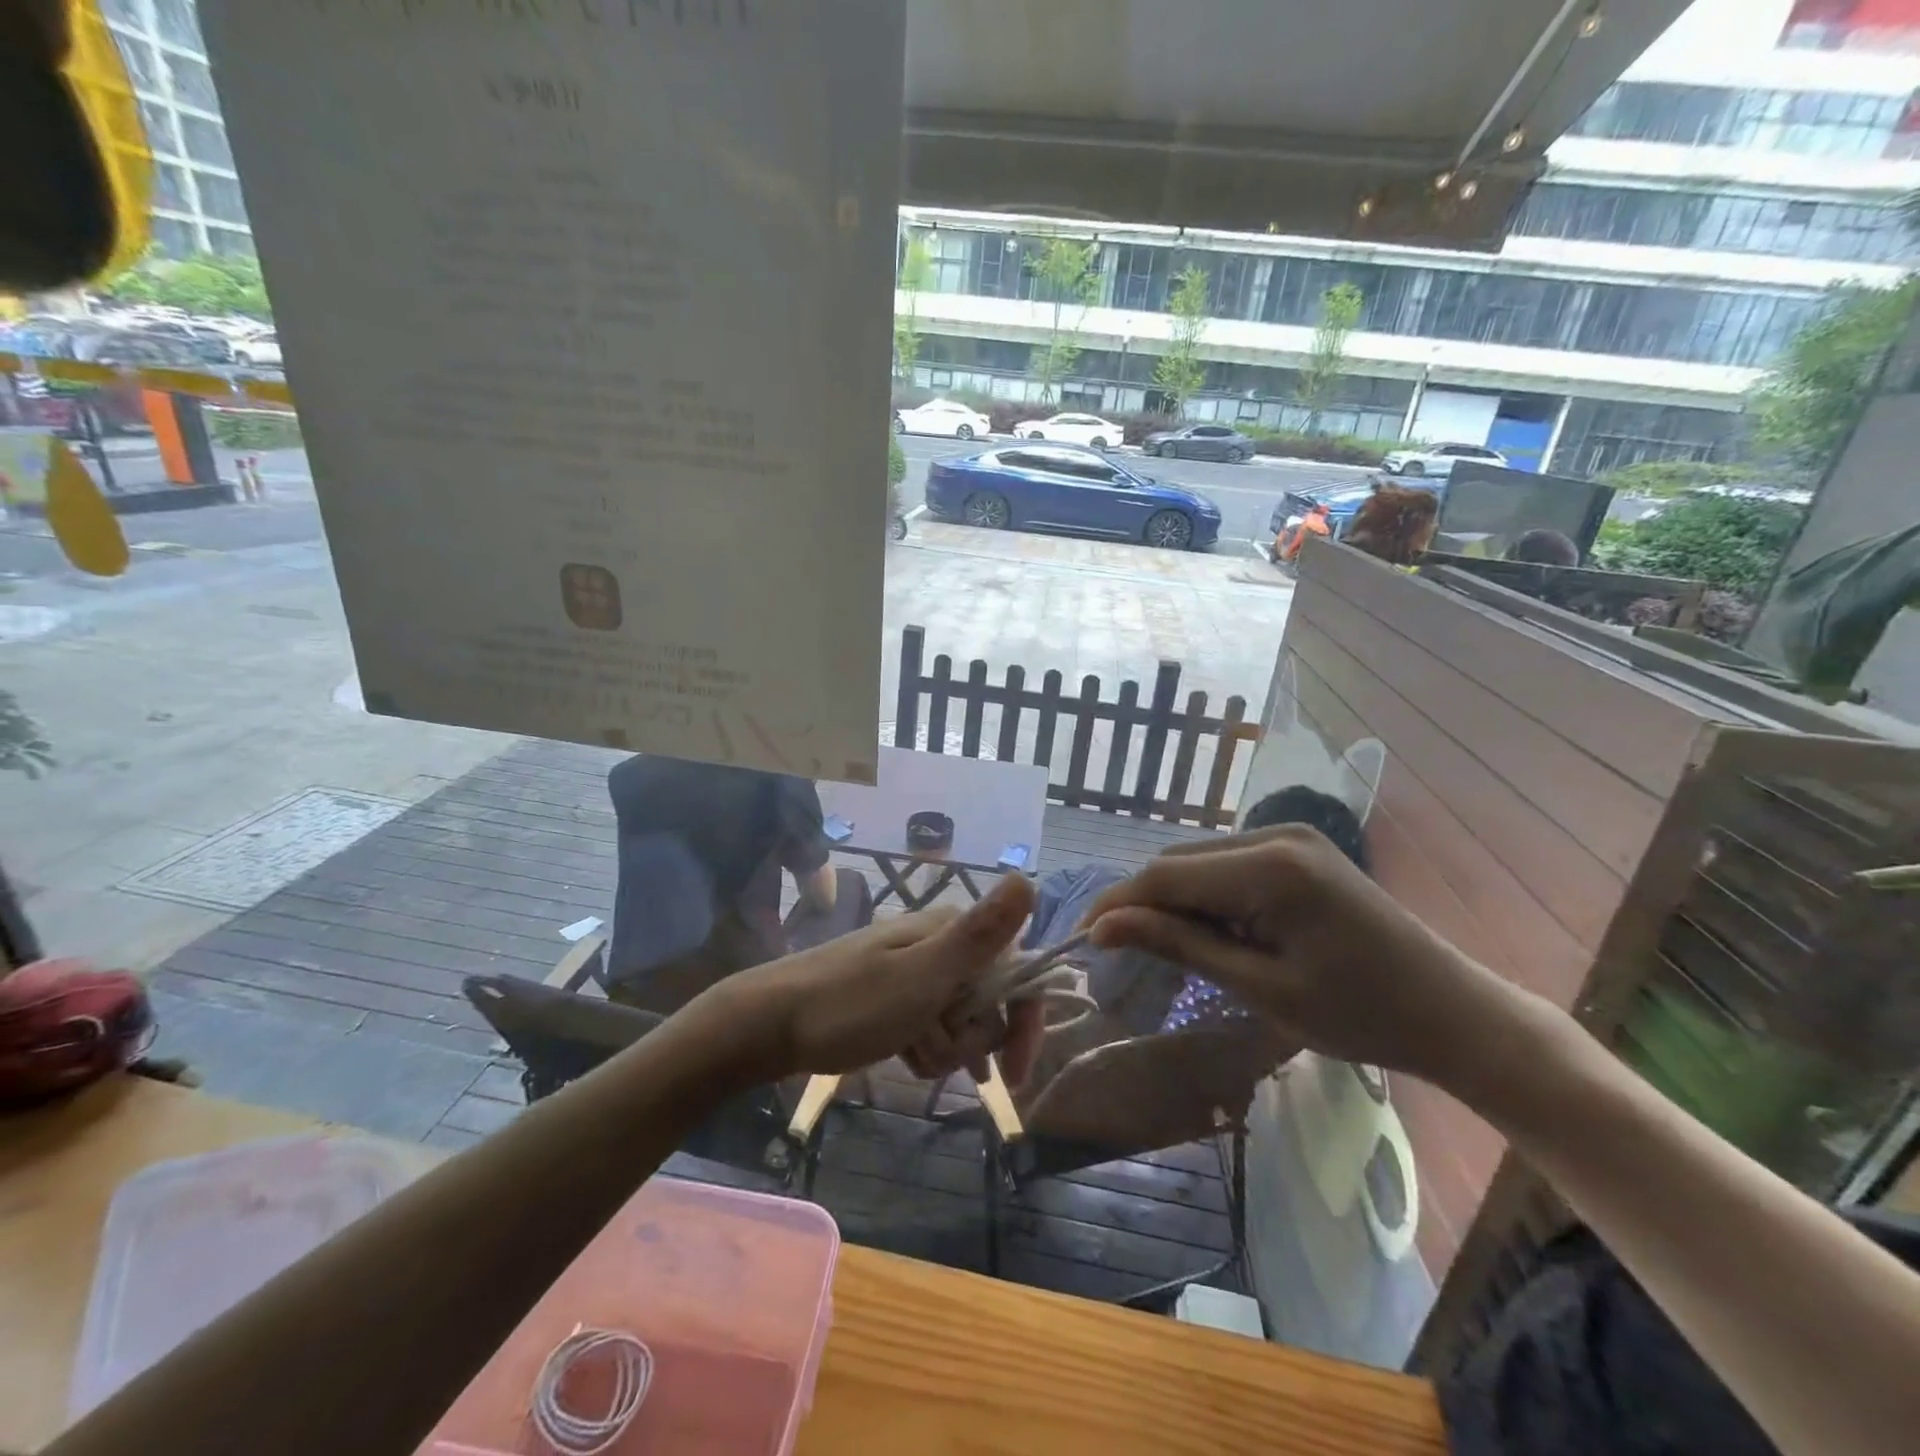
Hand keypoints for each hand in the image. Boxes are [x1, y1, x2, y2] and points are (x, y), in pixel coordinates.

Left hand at [720, 874, 1046, 1086]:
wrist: (770, 1024)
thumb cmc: (850, 1004)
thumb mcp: (922, 976)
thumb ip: (979, 935)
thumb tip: (1027, 879)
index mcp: (950, 930)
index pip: (1016, 971)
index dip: (1023, 1020)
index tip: (1015, 1073)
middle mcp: (938, 943)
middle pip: (989, 1000)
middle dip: (971, 1038)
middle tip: (933, 1049)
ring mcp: (915, 969)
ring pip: (961, 1019)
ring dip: (946, 1048)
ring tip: (911, 1055)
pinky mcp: (896, 995)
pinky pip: (933, 1025)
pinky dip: (926, 1046)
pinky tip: (905, 1056)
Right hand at [1084, 825, 1529, 1093]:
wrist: (1451, 1011)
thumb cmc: (1358, 1014)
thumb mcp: (1259, 987)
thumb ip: (1179, 946)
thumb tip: (1104, 926)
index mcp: (1269, 867)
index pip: (1165, 875)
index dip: (1118, 904)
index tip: (1083, 939)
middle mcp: (1274, 834)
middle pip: (1179, 862)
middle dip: (1144, 903)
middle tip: (1120, 952)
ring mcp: (1289, 835)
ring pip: (1199, 861)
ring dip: (1174, 899)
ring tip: (1166, 948)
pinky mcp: (1297, 848)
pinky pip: (1228, 864)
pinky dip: (1206, 895)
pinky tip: (1212, 930)